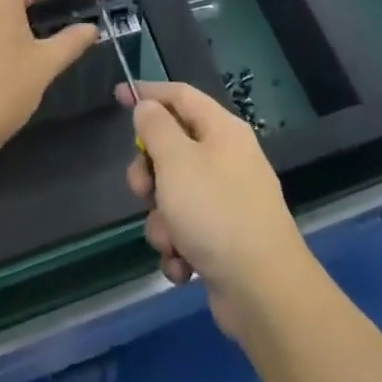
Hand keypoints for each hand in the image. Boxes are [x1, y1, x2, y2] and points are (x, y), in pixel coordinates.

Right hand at [122, 81, 315, 342]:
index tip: (119, 95)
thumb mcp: (177, 161)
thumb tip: (149, 105)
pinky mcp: (225, 238)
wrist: (262, 288)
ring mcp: (228, 200)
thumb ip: (156, 128)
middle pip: (173, 150)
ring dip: (163, 221)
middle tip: (144, 191)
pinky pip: (187, 231)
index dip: (150, 93)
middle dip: (150, 174)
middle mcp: (228, 159)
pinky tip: (184, 266)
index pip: (181, 96)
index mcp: (223, 130)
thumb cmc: (215, 212)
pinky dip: (179, 248)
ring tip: (172, 241)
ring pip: (174, 197)